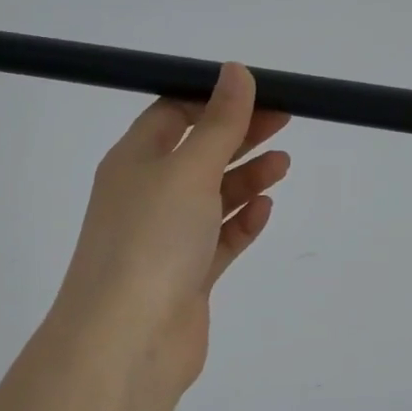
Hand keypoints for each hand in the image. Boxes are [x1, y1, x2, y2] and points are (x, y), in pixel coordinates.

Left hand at [52, 63, 290, 394]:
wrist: (127, 339)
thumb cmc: (152, 240)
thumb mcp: (189, 170)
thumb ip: (219, 123)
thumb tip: (236, 71)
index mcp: (134, 161)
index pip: (172, 114)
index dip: (213, 100)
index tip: (258, 93)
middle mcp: (146, 195)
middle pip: (198, 154)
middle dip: (239, 136)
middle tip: (284, 122)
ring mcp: (166, 239)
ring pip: (211, 198)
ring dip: (245, 178)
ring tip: (283, 164)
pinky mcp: (186, 276)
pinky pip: (218, 240)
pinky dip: (241, 223)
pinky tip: (264, 209)